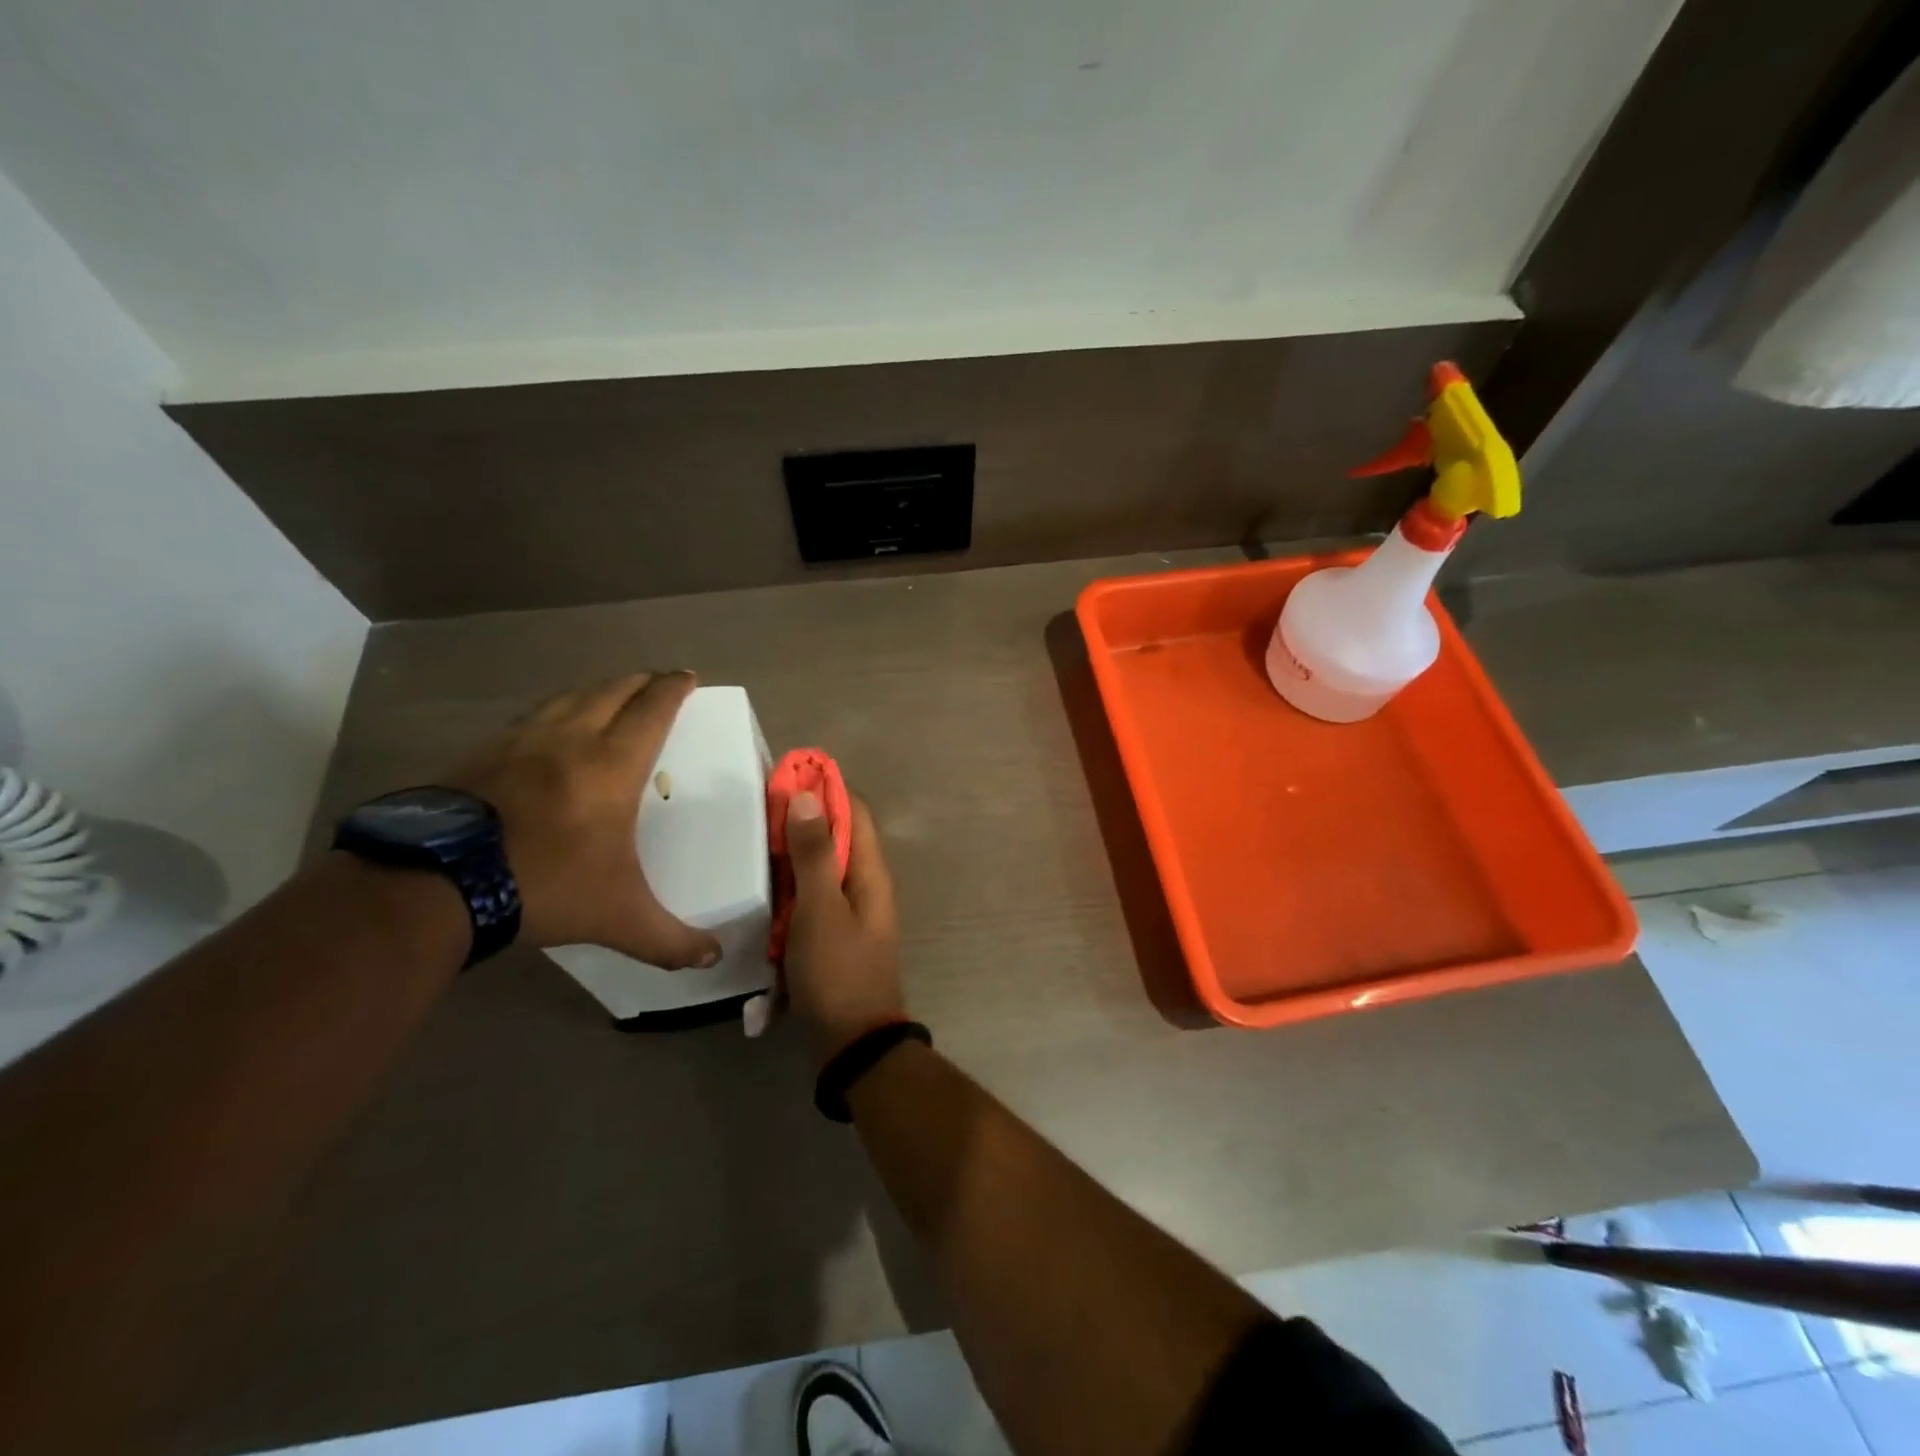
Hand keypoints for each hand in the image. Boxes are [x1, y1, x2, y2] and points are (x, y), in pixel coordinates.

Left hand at [446, 673, 720, 968]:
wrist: (436, 884)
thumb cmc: (545, 885)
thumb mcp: (618, 918)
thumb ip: (670, 939)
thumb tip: (714, 958)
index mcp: (612, 765)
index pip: (652, 710)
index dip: (674, 688)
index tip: (688, 676)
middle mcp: (571, 739)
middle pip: (612, 691)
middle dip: (640, 681)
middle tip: (657, 681)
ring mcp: (520, 741)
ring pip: (568, 697)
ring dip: (597, 689)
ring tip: (609, 695)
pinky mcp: (481, 753)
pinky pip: (530, 717)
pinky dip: (553, 711)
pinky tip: (547, 728)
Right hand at [784, 789, 903, 1063]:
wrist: (852, 1043)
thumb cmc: (838, 972)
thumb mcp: (821, 909)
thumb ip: (813, 855)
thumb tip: (810, 796)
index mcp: (869, 871)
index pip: (854, 811)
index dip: (825, 787)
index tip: (788, 772)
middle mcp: (863, 884)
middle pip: (834, 836)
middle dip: (802, 818)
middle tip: (758, 806)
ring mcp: (848, 911)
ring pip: (819, 868)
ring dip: (792, 854)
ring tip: (751, 839)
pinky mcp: (831, 935)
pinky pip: (809, 899)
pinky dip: (789, 889)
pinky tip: (760, 888)